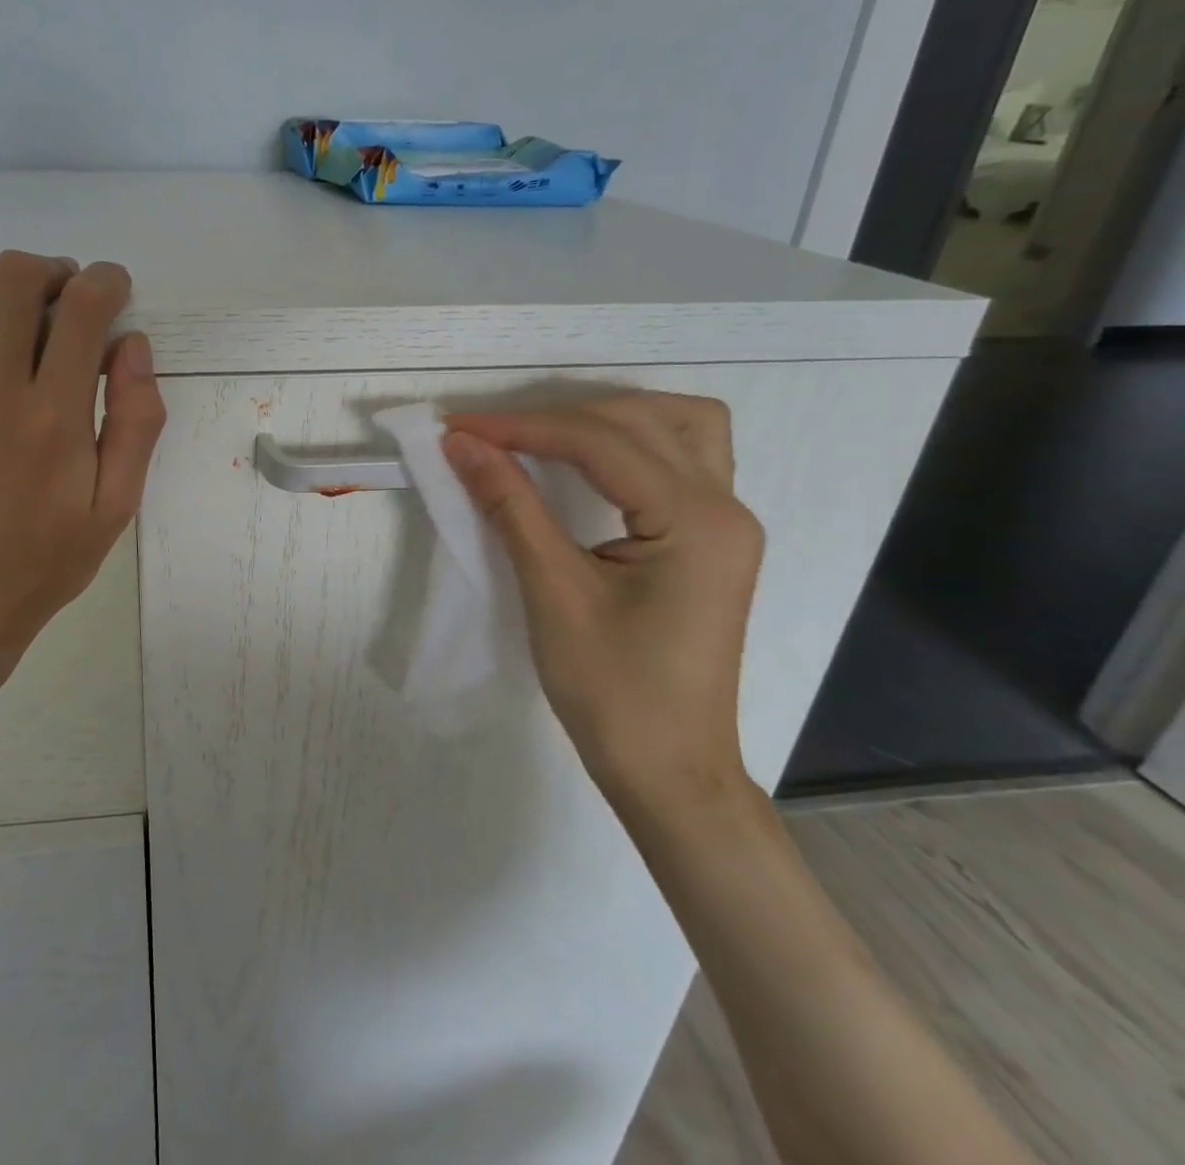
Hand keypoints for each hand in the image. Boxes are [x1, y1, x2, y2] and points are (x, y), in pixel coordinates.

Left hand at [0, 251, 164, 730]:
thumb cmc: (47, 559)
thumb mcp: (117, 504)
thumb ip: (136, 421)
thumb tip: (132, 345)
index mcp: (54, 416)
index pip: (82, 308)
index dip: (105, 280)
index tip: (112, 289)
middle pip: (12, 281)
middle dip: (48, 271)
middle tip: (60, 294)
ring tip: (2, 302)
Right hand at [441, 394, 763, 817]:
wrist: (669, 770)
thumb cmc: (612, 691)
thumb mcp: (553, 592)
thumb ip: (511, 505)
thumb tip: (462, 445)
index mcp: (697, 520)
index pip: (599, 442)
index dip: (521, 427)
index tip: (457, 426)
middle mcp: (726, 506)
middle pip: (642, 418)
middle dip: (560, 415)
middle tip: (492, 435)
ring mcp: (727, 522)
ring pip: (677, 426)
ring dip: (608, 417)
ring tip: (543, 434)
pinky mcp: (712, 539)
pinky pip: (679, 458)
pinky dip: (630, 443)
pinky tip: (588, 460)